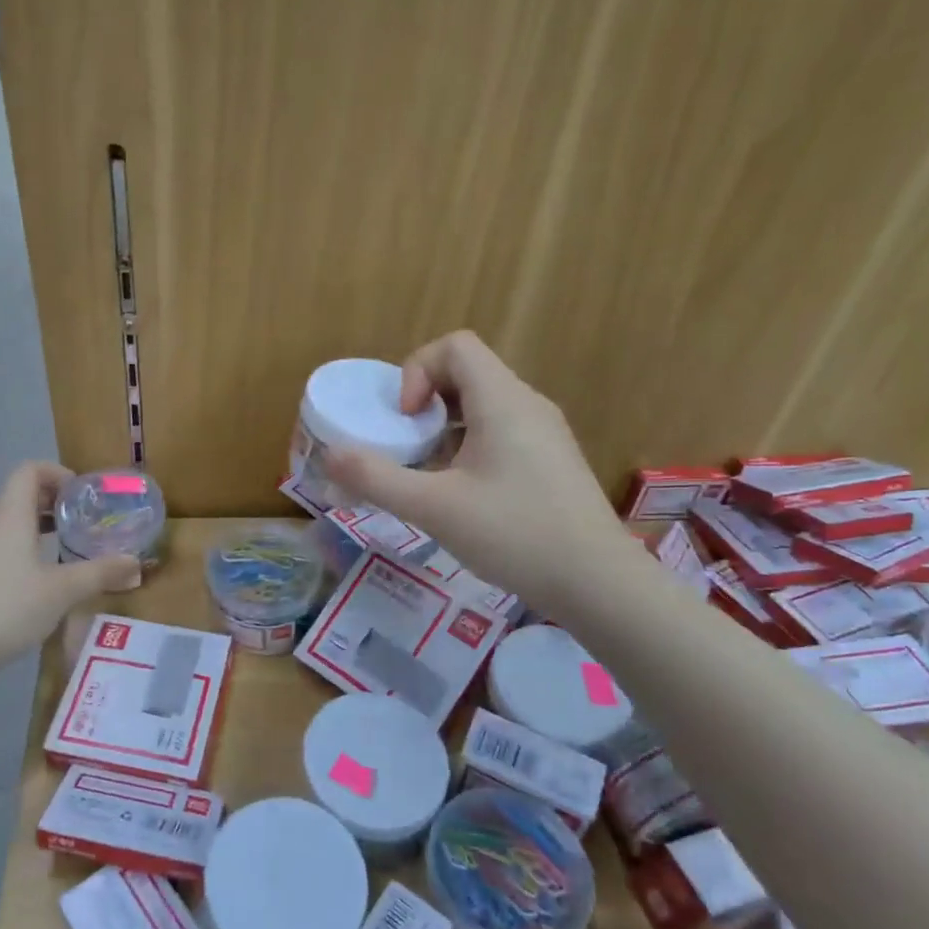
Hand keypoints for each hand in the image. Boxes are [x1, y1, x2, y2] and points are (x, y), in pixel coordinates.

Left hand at [0, 462, 140, 668]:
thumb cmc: (9, 607)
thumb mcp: (64, 590)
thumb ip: (101, 572)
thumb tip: (135, 563)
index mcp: (10, 515)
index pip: (29, 470)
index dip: (58, 473)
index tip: (83, 496)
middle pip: (20, 494)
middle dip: (55, 502)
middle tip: (85, 522)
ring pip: (10, 523)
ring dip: (40, 527)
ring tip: (68, 549)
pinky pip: (0, 546)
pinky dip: (24, 549)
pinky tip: (41, 580)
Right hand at [326, 332, 643, 615]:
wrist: (598, 582)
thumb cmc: (515, 534)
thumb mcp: (434, 508)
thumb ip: (376, 479)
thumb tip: (330, 457)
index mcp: (502, 400)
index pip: (455, 346)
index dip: (416, 371)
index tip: (405, 421)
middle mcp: (527, 405)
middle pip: (467, 373)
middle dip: (423, 402)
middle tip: (404, 446)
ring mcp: (544, 433)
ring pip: (482, 405)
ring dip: (443, 428)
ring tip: (426, 474)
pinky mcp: (550, 461)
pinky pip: (500, 432)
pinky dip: (467, 446)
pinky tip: (460, 494)